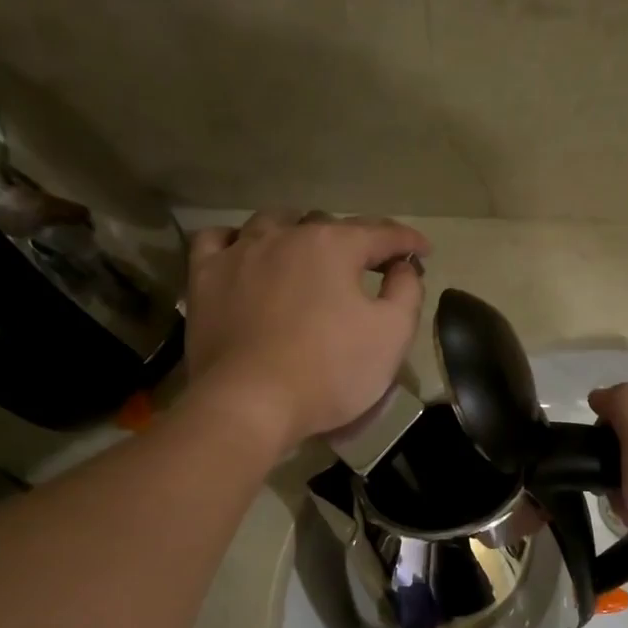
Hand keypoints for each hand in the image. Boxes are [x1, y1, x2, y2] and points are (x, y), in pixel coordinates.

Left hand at [184, 212, 429, 453]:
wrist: (250, 404)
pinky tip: (244, 253)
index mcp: (333, 245)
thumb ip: (406, 291)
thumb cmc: (329, 371)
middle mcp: (285, 236)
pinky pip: (216, 241)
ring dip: (296, 232)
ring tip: (306, 253)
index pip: (380, 233)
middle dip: (353, 241)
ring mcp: (239, 253)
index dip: (407, 240)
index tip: (423, 251)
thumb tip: (402, 266)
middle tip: (367, 268)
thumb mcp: (392, 335)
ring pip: (271, 223)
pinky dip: (235, 241)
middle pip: (326, 224)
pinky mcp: (205, 278)